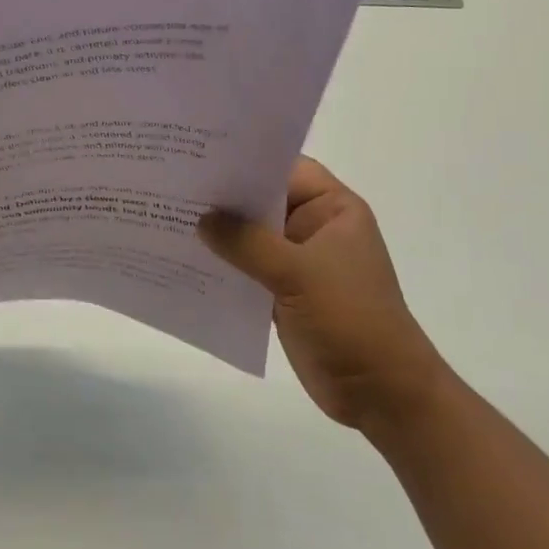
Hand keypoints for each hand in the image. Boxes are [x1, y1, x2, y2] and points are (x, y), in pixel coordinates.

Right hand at [198, 157, 445, 427]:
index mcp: (332, 210)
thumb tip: (202, 219)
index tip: (200, 155)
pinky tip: (185, 261)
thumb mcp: (298, 273)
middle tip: (172, 184)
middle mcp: (315, 228)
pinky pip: (248, 270)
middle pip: (263, 202)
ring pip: (252, 238)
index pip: (285, 169)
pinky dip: (223, 266)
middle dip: (223, 198)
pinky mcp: (285, 294)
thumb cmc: (350, 319)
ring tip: (167, 218)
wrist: (381, 393)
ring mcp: (299, 262)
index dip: (246, 161)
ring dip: (219, 235)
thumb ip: (247, 243)